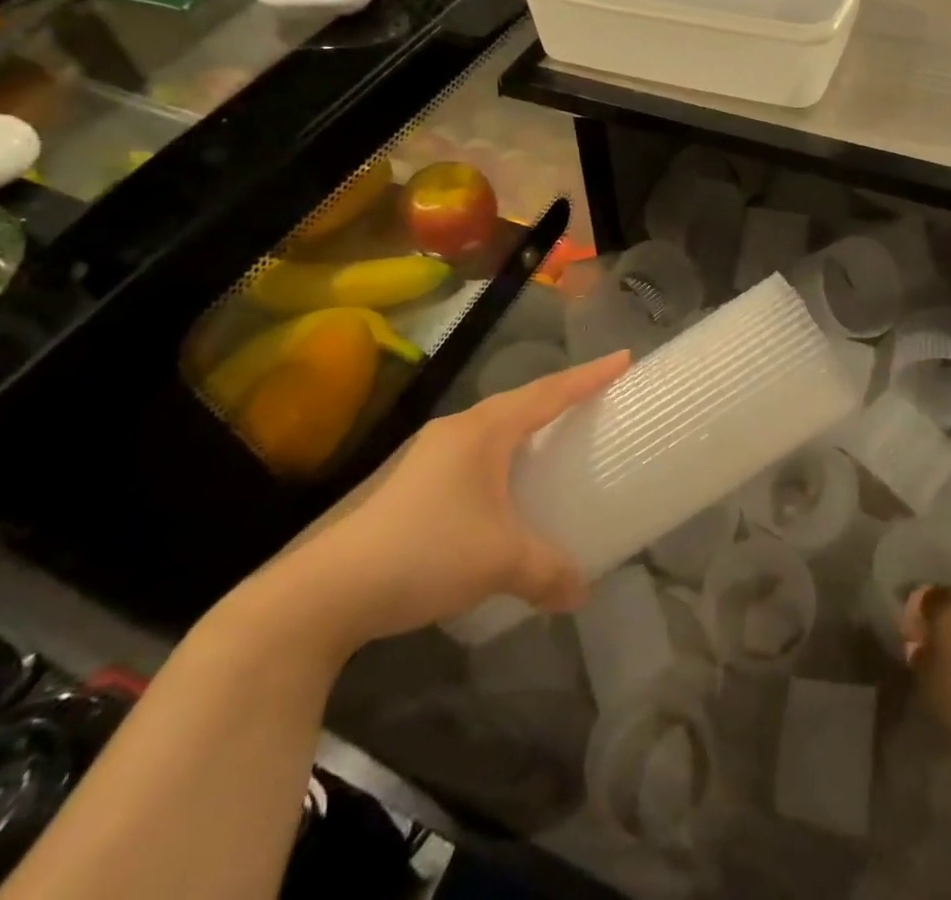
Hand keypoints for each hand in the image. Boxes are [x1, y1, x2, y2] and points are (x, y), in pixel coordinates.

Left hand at [255, 350, 630, 655]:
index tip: (623, 358)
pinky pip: (472, 457)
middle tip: (593, 402)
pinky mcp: (411, 485)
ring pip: (492, 431)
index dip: (588, 376)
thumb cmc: (426, 553)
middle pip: (519, 403)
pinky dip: (500, 462)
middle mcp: (457, 431)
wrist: (327, 591)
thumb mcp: (500, 562)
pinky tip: (503, 493)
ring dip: (525, 431)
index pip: (548, 393)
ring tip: (552, 444)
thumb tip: (582, 592)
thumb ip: (549, 571)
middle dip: (558, 398)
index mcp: (483, 431)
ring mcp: (428, 456)